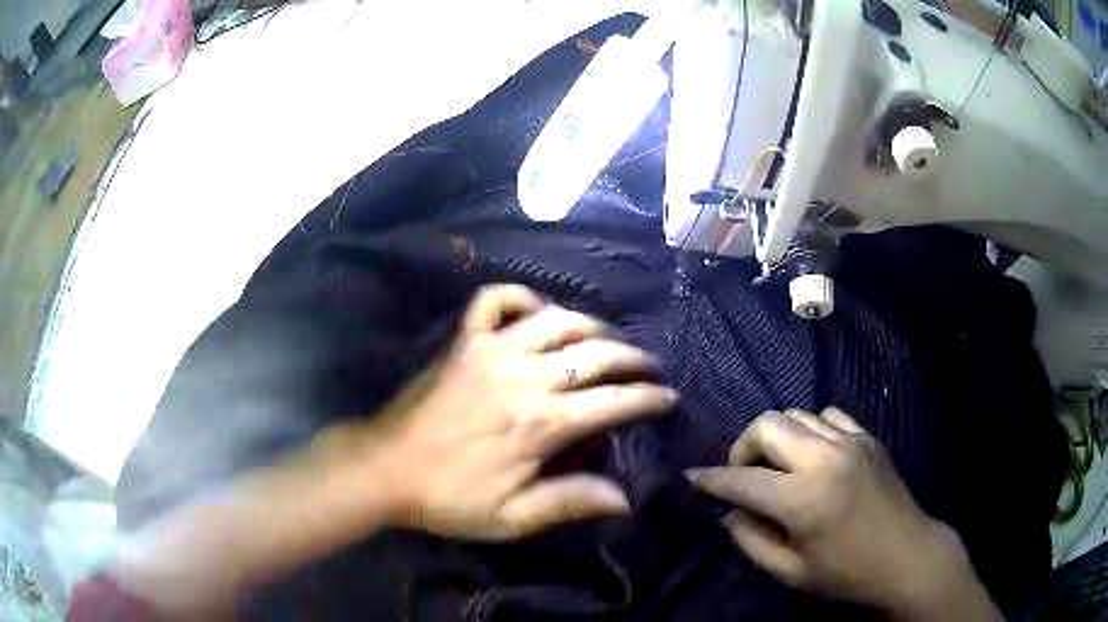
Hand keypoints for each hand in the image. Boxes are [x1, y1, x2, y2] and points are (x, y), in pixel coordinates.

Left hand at [330, 284, 675, 539]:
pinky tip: (535, 310)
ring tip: (607, 340)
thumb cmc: (449, 498)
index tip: (668, 397)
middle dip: (632, 359)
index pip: (612, 402)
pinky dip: (519, 297)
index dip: (647, 399)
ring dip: (590, 326)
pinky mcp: (463, 342)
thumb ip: (568, 503)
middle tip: (648, 367)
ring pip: (556, 321)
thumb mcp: (511, 518)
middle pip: (594, 355)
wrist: (386, 469)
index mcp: (540, 424)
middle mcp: (523, 377)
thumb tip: (624, 499)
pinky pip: (494, 300)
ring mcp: (491, 351)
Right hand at [689, 409, 1000, 621]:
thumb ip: (752, 540)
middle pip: (767, 425)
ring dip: (776, 437)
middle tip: (743, 474)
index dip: (711, 479)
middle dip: (743, 446)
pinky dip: (810, 430)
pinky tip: (813, 454)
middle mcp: (824, 458)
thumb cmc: (846, 574)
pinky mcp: (867, 437)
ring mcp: (849, 441)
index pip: (742, 479)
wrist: (907, 556)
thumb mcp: (790, 571)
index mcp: (803, 498)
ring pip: (796, 414)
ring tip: (777, 465)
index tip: (692, 478)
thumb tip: (729, 512)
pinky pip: (828, 416)